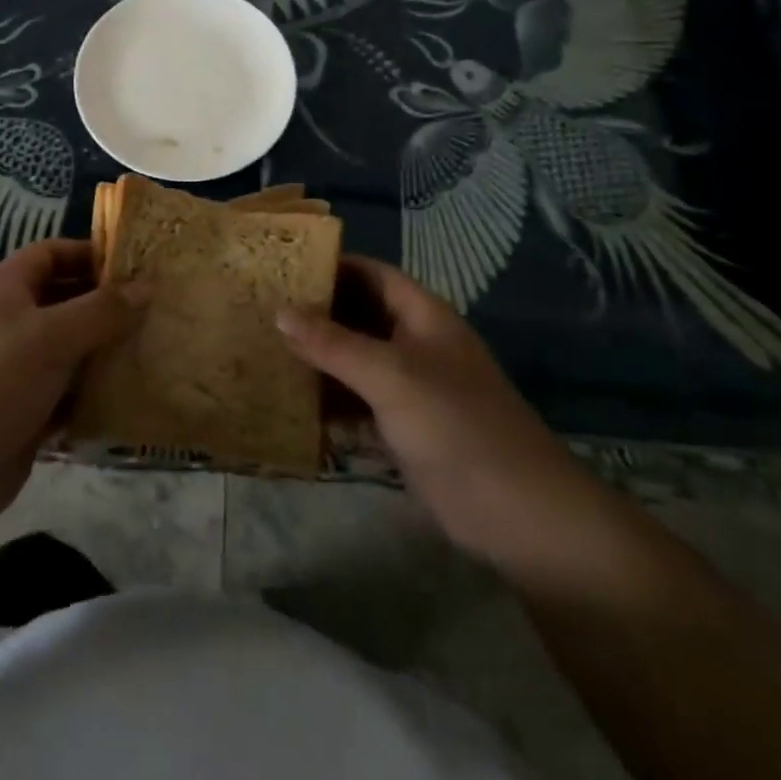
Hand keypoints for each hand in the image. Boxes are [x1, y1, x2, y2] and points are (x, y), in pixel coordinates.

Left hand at [0, 239, 143, 537]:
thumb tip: (146, 288)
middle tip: (160, 310)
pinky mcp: (27, 412)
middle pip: (67, 301)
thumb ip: (101, 311)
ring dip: (107, 351)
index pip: (53, 253)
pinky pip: (70, 393)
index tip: (138, 266)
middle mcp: (12, 322)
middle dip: (109, 305)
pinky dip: (96, 393)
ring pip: (72, 349)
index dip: (92, 254)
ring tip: (158, 349)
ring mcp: (18, 369)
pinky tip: (134, 396)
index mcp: (7, 288)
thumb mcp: (51, 336)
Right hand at [278, 256, 598, 566]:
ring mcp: (409, 388)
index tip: (283, 268)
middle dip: (315, 315)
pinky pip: (357, 405)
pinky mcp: (403, 429)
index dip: (331, 266)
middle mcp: (413, 344)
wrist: (519, 514)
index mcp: (421, 316)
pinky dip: (329, 404)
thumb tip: (279, 311)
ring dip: (317, 361)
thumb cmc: (456, 424)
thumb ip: (333, 344)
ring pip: (354, 362)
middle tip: (261, 311)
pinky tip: (290, 406)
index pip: (370, 274)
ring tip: (264, 353)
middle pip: (358, 317)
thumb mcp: (390, 376)